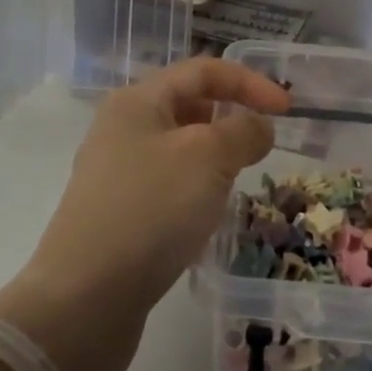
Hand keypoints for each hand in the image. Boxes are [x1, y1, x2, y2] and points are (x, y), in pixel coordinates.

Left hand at [0, 58, 289, 370]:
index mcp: (138, 100)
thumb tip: (257, 126)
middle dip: (230, 119)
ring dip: (214, 158)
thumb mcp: (208, 158)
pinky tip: (205, 220)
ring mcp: (115, 173)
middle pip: (188, 105)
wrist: (84, 299)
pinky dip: (195, 191)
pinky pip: (167, 186)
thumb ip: (243, 131)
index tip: (287, 111)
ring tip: (235, 183)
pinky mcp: (117, 214)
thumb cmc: (150, 210)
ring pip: (179, 149)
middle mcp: (122, 128)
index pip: (203, 71)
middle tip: (261, 148)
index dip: (249, 82)